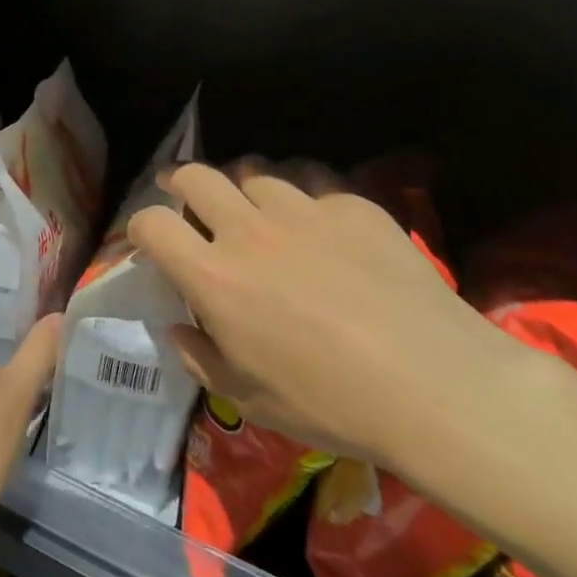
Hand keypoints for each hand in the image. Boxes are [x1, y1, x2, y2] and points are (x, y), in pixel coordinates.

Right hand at [128, 164, 523, 475]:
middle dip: (180, 182)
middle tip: (186, 197)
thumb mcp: (249, 399)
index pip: (151, 223)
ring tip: (255, 207)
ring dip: (243, 187)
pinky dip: (302, 196)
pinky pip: (312, 183)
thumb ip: (200, 358)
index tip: (149, 239)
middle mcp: (248, 231)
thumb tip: (178, 329)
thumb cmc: (331, 404)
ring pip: (254, 172)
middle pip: (196, 176)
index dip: (140, 226)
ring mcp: (303, 211)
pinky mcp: (352, 206)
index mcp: (214, 277)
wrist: (436, 387)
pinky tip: (319, 223)